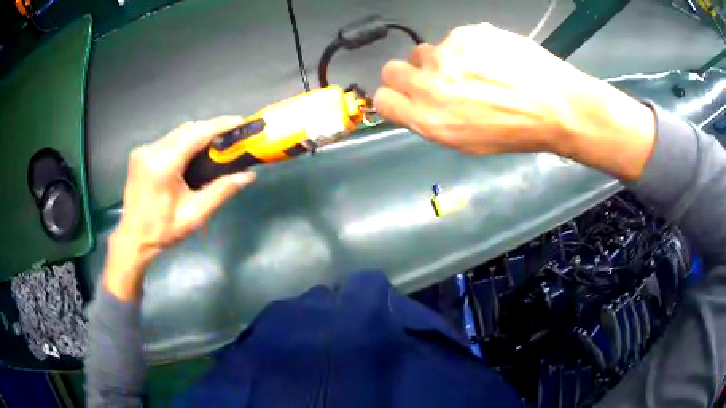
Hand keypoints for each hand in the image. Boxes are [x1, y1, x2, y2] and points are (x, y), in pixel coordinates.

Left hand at [104, 117, 255, 300]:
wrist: (133, 238)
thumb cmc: (163, 230)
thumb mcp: (194, 215)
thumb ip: (221, 191)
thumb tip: (248, 175)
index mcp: (162, 165)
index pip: (195, 134)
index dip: (219, 125)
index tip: (239, 122)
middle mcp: (151, 151)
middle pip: (186, 129)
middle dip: (210, 128)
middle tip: (231, 136)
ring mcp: (143, 150)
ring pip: (177, 133)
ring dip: (197, 134)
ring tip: (216, 143)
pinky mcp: (140, 153)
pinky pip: (168, 140)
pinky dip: (184, 142)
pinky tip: (193, 151)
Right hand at [374, 23, 655, 178]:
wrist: (556, 106)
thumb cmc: (515, 133)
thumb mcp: (467, 142)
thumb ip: (432, 121)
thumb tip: (415, 102)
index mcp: (429, 118)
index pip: (384, 98)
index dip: (395, 97)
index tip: (407, 97)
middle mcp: (430, 83)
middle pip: (393, 69)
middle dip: (410, 75)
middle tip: (439, 80)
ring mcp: (448, 53)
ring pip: (428, 51)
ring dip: (444, 60)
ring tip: (479, 70)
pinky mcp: (468, 33)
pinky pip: (456, 39)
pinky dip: (469, 48)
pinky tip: (494, 59)